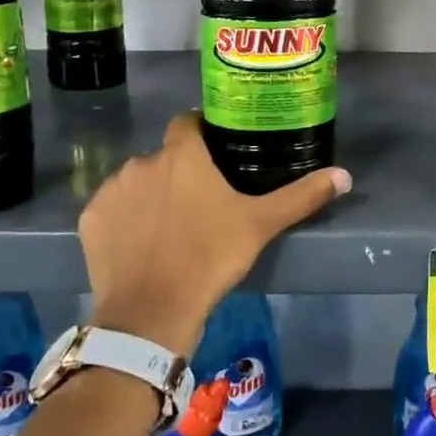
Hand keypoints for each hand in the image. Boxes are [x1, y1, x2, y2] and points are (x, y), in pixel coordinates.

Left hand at [78, 112, 350, 354]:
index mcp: (182, 155)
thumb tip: (345, 175)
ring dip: (151, 194)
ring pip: (137, 182)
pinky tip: (140, 245)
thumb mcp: (261, 225)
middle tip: (200, 203)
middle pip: (164, 157)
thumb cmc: (210, 258)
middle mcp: (142, 162)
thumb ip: (301, 196)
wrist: (152, 312)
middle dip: (179, 172)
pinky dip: (124, 220)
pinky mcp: (90, 220)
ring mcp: (111, 190)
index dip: (202, 133)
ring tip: (170, 227)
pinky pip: (111, 209)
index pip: (188, 123)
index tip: (216, 154)